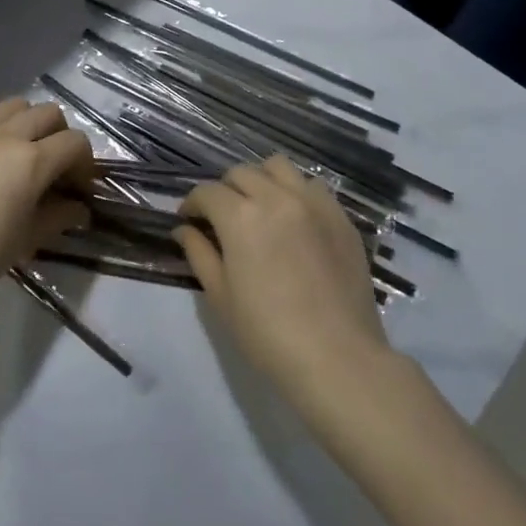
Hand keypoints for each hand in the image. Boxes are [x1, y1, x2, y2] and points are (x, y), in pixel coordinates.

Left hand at [0, 99, 93, 322]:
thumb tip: (79, 209)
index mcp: (31, 161)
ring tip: (19, 151)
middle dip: (60, 137)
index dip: (84, 164)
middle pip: (49, 114)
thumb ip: (58, 217)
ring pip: (14, 104)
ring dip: (27, 122)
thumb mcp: (26, 239)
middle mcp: (5, 134)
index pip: (75, 143)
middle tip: (53, 168)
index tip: (78, 188)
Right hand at [175, 156, 391, 407]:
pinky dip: (295, 192)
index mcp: (241, 216)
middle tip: (222, 217)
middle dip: (224, 190)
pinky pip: (313, 186)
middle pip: (241, 173)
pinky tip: (294, 219)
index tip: (189, 220)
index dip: (192, 203)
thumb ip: (199, 253)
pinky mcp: (341, 217)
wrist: (337, 357)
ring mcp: (314, 203)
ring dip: (261, 180)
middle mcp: (277, 197)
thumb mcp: (220, 297)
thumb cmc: (267, 334)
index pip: (207, 192)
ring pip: (279, 168)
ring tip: (260, 207)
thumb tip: (184, 229)